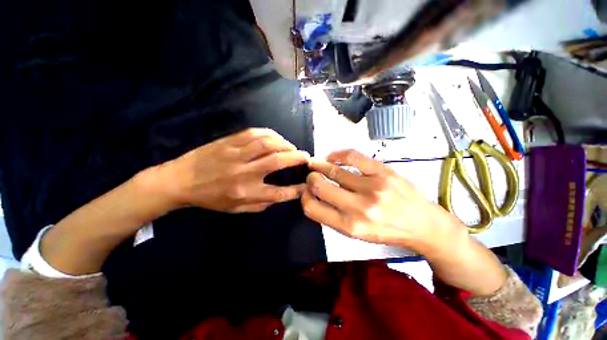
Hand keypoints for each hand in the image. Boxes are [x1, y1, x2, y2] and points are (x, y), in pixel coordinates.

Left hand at [155, 128, 309, 212]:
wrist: (179, 181)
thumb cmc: (210, 198)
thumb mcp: (235, 209)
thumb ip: (260, 204)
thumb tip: (279, 197)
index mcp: (244, 193)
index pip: (278, 193)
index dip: (296, 190)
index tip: (306, 185)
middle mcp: (243, 173)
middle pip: (277, 162)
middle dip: (297, 158)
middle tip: (306, 157)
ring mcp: (235, 154)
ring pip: (268, 143)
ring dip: (285, 144)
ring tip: (292, 148)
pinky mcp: (229, 142)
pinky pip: (254, 133)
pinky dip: (271, 134)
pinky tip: (277, 138)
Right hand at [302, 149, 465, 252]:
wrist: (423, 225)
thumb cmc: (387, 231)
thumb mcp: (357, 234)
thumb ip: (332, 216)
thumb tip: (313, 195)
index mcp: (349, 226)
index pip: (312, 208)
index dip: (304, 197)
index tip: (306, 191)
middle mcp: (359, 207)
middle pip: (320, 186)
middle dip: (310, 179)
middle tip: (311, 176)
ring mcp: (372, 187)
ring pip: (333, 171)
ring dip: (319, 166)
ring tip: (316, 164)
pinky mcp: (383, 172)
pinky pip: (352, 156)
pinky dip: (337, 155)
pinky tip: (331, 157)